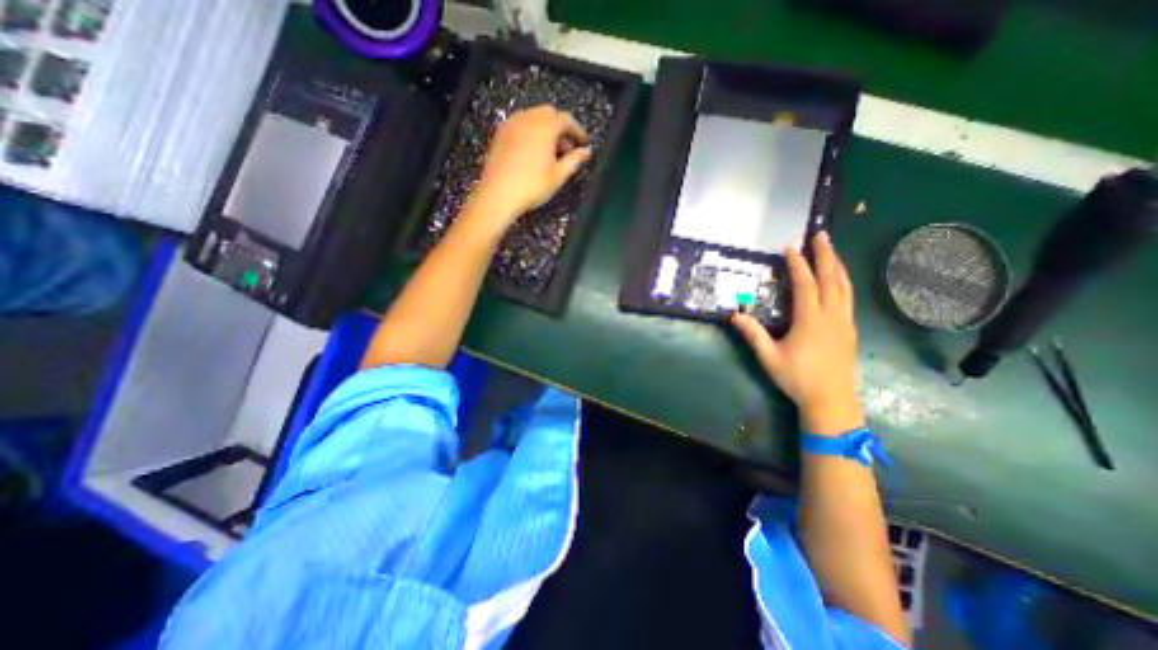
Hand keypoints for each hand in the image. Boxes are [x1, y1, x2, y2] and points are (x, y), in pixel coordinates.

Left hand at [466, 104, 590, 230]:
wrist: (498, 195)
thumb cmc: (531, 186)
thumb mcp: (558, 176)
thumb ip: (574, 160)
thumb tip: (586, 152)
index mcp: (545, 127)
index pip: (567, 119)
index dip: (578, 131)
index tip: (583, 144)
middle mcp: (528, 119)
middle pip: (550, 114)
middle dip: (561, 128)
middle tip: (567, 150)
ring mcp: (512, 124)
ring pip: (534, 117)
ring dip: (546, 129)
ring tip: (550, 153)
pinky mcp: (501, 133)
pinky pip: (521, 124)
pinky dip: (531, 132)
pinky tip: (533, 152)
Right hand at [727, 232, 864, 432]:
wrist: (832, 400)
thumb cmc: (798, 378)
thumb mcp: (769, 357)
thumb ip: (753, 335)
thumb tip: (734, 315)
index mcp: (810, 320)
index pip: (805, 284)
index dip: (797, 265)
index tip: (789, 248)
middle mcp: (831, 315)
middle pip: (832, 278)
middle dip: (825, 254)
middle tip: (821, 234)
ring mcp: (844, 322)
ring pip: (845, 286)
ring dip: (837, 265)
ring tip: (831, 250)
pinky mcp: (850, 329)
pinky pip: (848, 297)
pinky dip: (843, 281)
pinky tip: (838, 280)